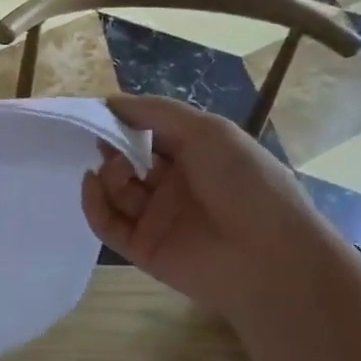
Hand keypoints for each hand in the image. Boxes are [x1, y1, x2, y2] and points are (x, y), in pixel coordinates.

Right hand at [82, 95, 355, 326]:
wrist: (269, 258)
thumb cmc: (245, 184)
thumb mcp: (208, 131)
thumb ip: (157, 113)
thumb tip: (110, 101)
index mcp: (196, 156)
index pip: (150, 135)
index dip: (126, 122)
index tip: (101, 112)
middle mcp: (174, 185)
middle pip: (128, 162)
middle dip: (112, 147)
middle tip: (102, 140)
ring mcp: (156, 218)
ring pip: (115, 191)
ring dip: (107, 174)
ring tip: (116, 169)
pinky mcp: (141, 248)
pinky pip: (107, 223)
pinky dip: (93, 203)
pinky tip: (91, 183)